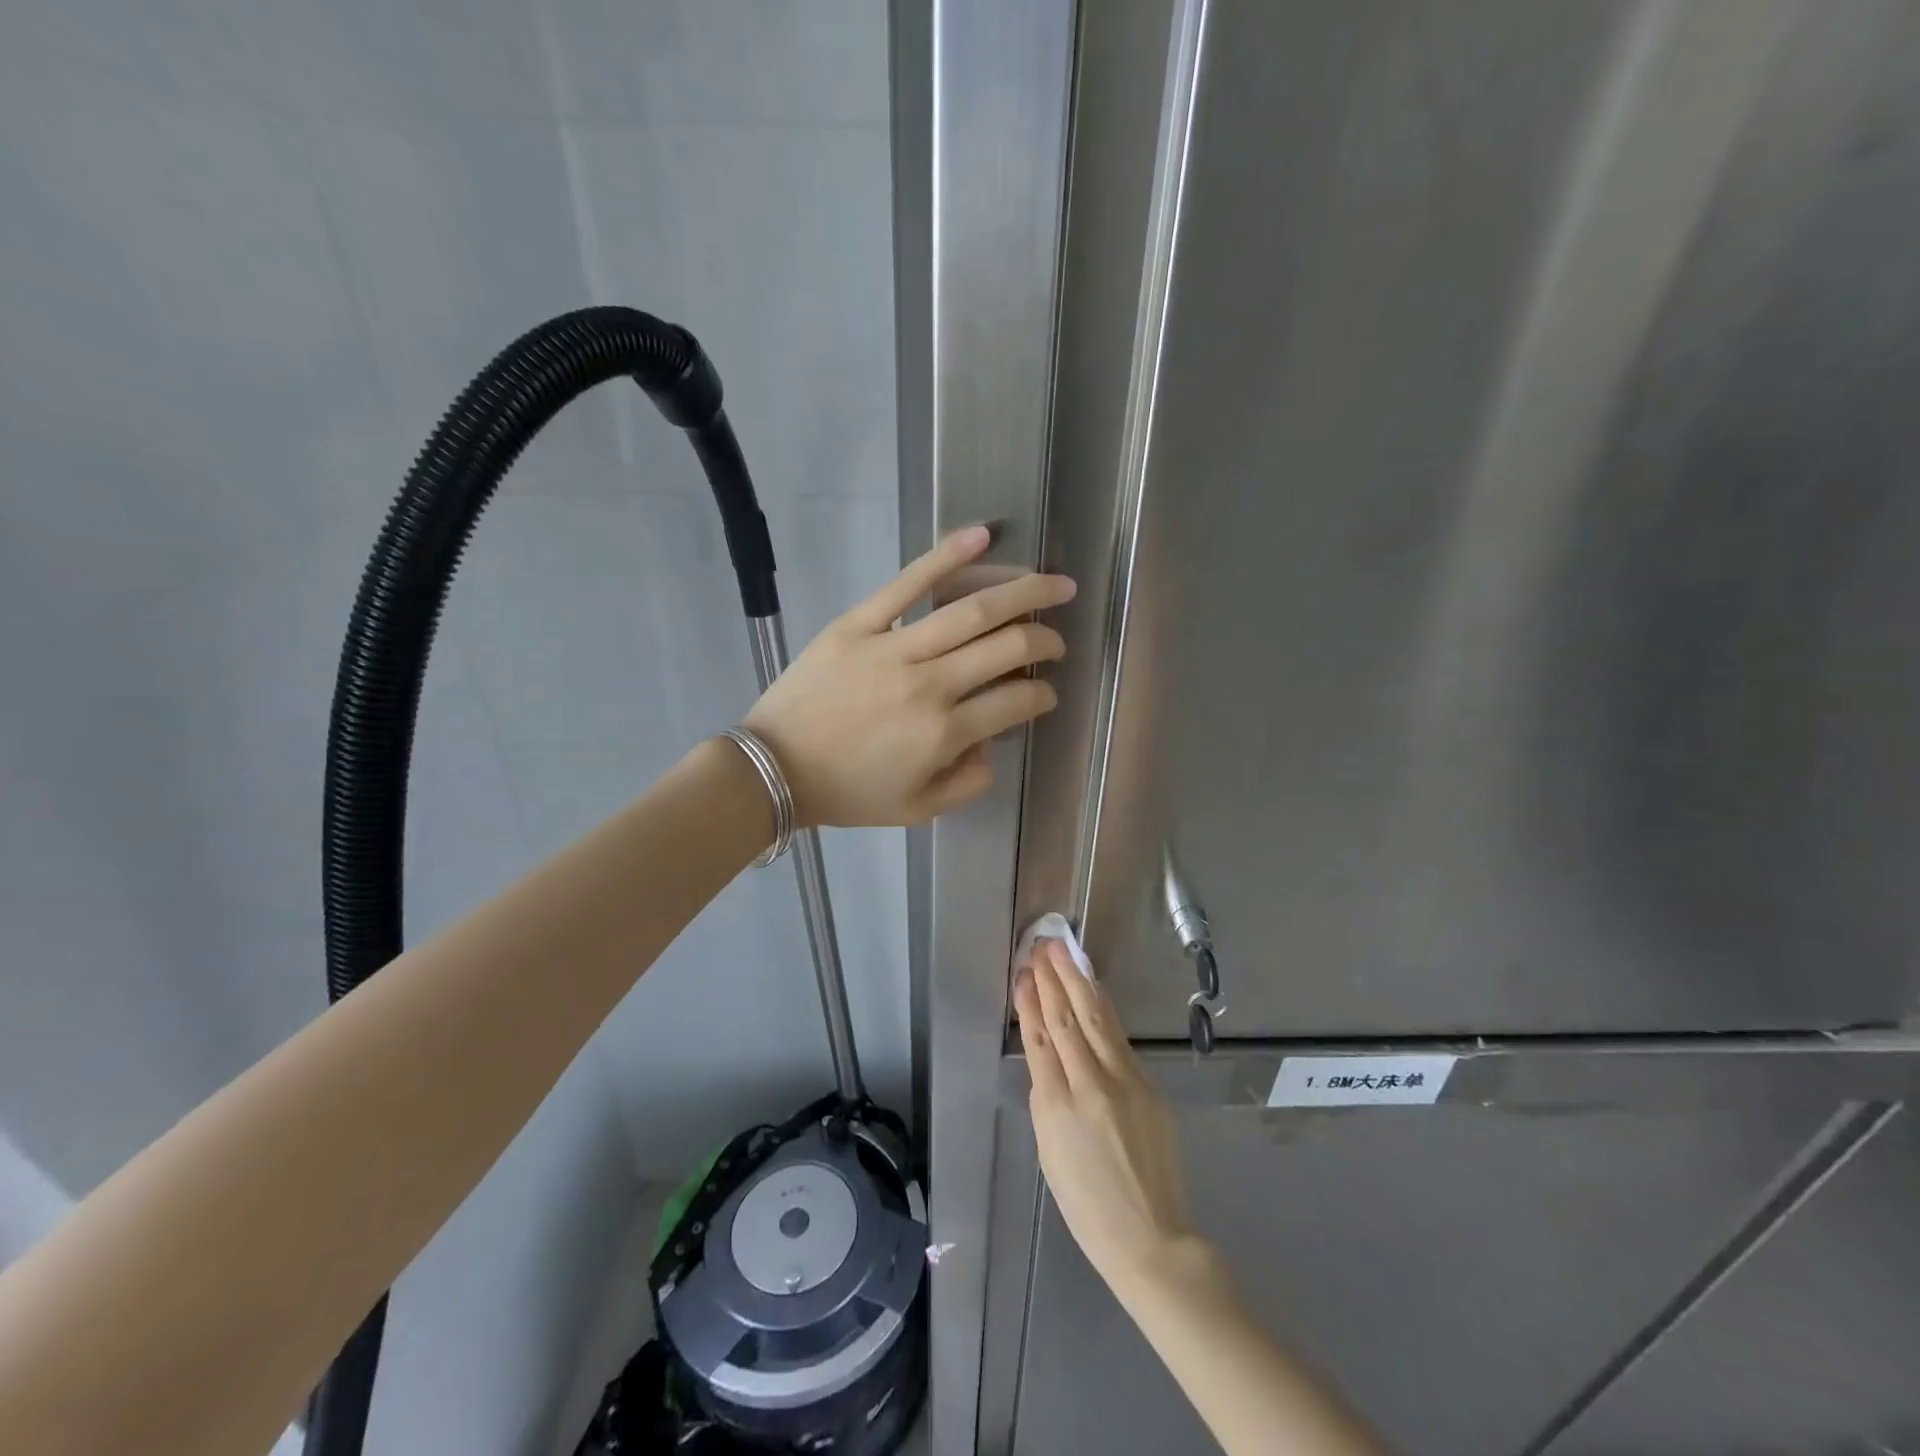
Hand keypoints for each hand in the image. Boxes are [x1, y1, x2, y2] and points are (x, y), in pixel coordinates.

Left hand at [744, 525, 1073, 828]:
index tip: (1047, 693)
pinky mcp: (858, 624)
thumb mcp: (917, 809)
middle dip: (1045, 641)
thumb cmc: (847, 792)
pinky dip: (947, 556)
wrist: (774, 769)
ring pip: (972, 610)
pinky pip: (907, 583)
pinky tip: (984, 535)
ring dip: (1024, 593)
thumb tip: (993, 744)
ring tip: (1055, 584)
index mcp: (944, 734)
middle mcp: (929, 686)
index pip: (1016, 702)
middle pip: (1007, 648)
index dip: (1042, 695)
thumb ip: (968, 783)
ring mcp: (893, 649)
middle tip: (1057, 640)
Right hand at [1014, 939, 1199, 1290]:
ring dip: (1079, 981)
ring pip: (1097, 1019)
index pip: (1040, 1037)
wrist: (1150, 1238)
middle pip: (1068, 1018)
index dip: (1030, 1001)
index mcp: (1056, 1106)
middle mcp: (1090, 1084)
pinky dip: (1104, 1008)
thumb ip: (1047, 1097)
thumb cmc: (1086, 1204)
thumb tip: (1049, 1057)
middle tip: (1044, 945)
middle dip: (1054, 978)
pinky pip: (1119, 1038)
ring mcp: (1125, 1082)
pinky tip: (1095, 989)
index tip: (1024, 971)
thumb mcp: (1049, 1150)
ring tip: (1066, 952)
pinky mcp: (1149, 1085)